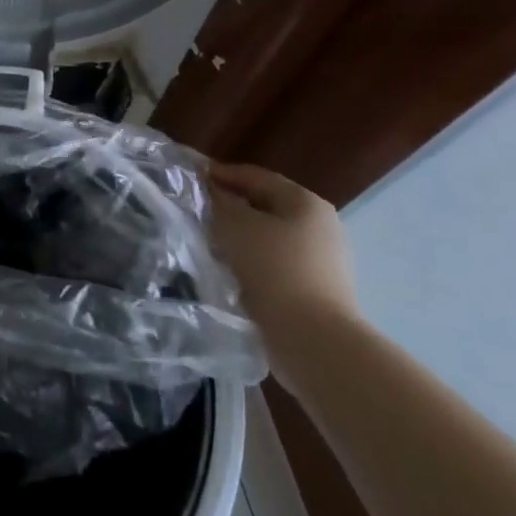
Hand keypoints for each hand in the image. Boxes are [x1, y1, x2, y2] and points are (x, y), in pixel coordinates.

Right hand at [208, 163, 359, 360]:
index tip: (191, 177)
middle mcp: (322, 225)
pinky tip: (232, 272)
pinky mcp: (320, 290)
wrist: (314, 342)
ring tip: (210, 243)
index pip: (256, 176)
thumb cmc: (274, 271)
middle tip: (198, 212)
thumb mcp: (235, 227)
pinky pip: (277, 265)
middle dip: (231, 207)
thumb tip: (209, 190)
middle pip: (266, 206)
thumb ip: (218, 202)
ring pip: (270, 237)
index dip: (221, 174)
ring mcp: (325, 260)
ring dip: (241, 237)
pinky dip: (254, 262)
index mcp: (306, 201)